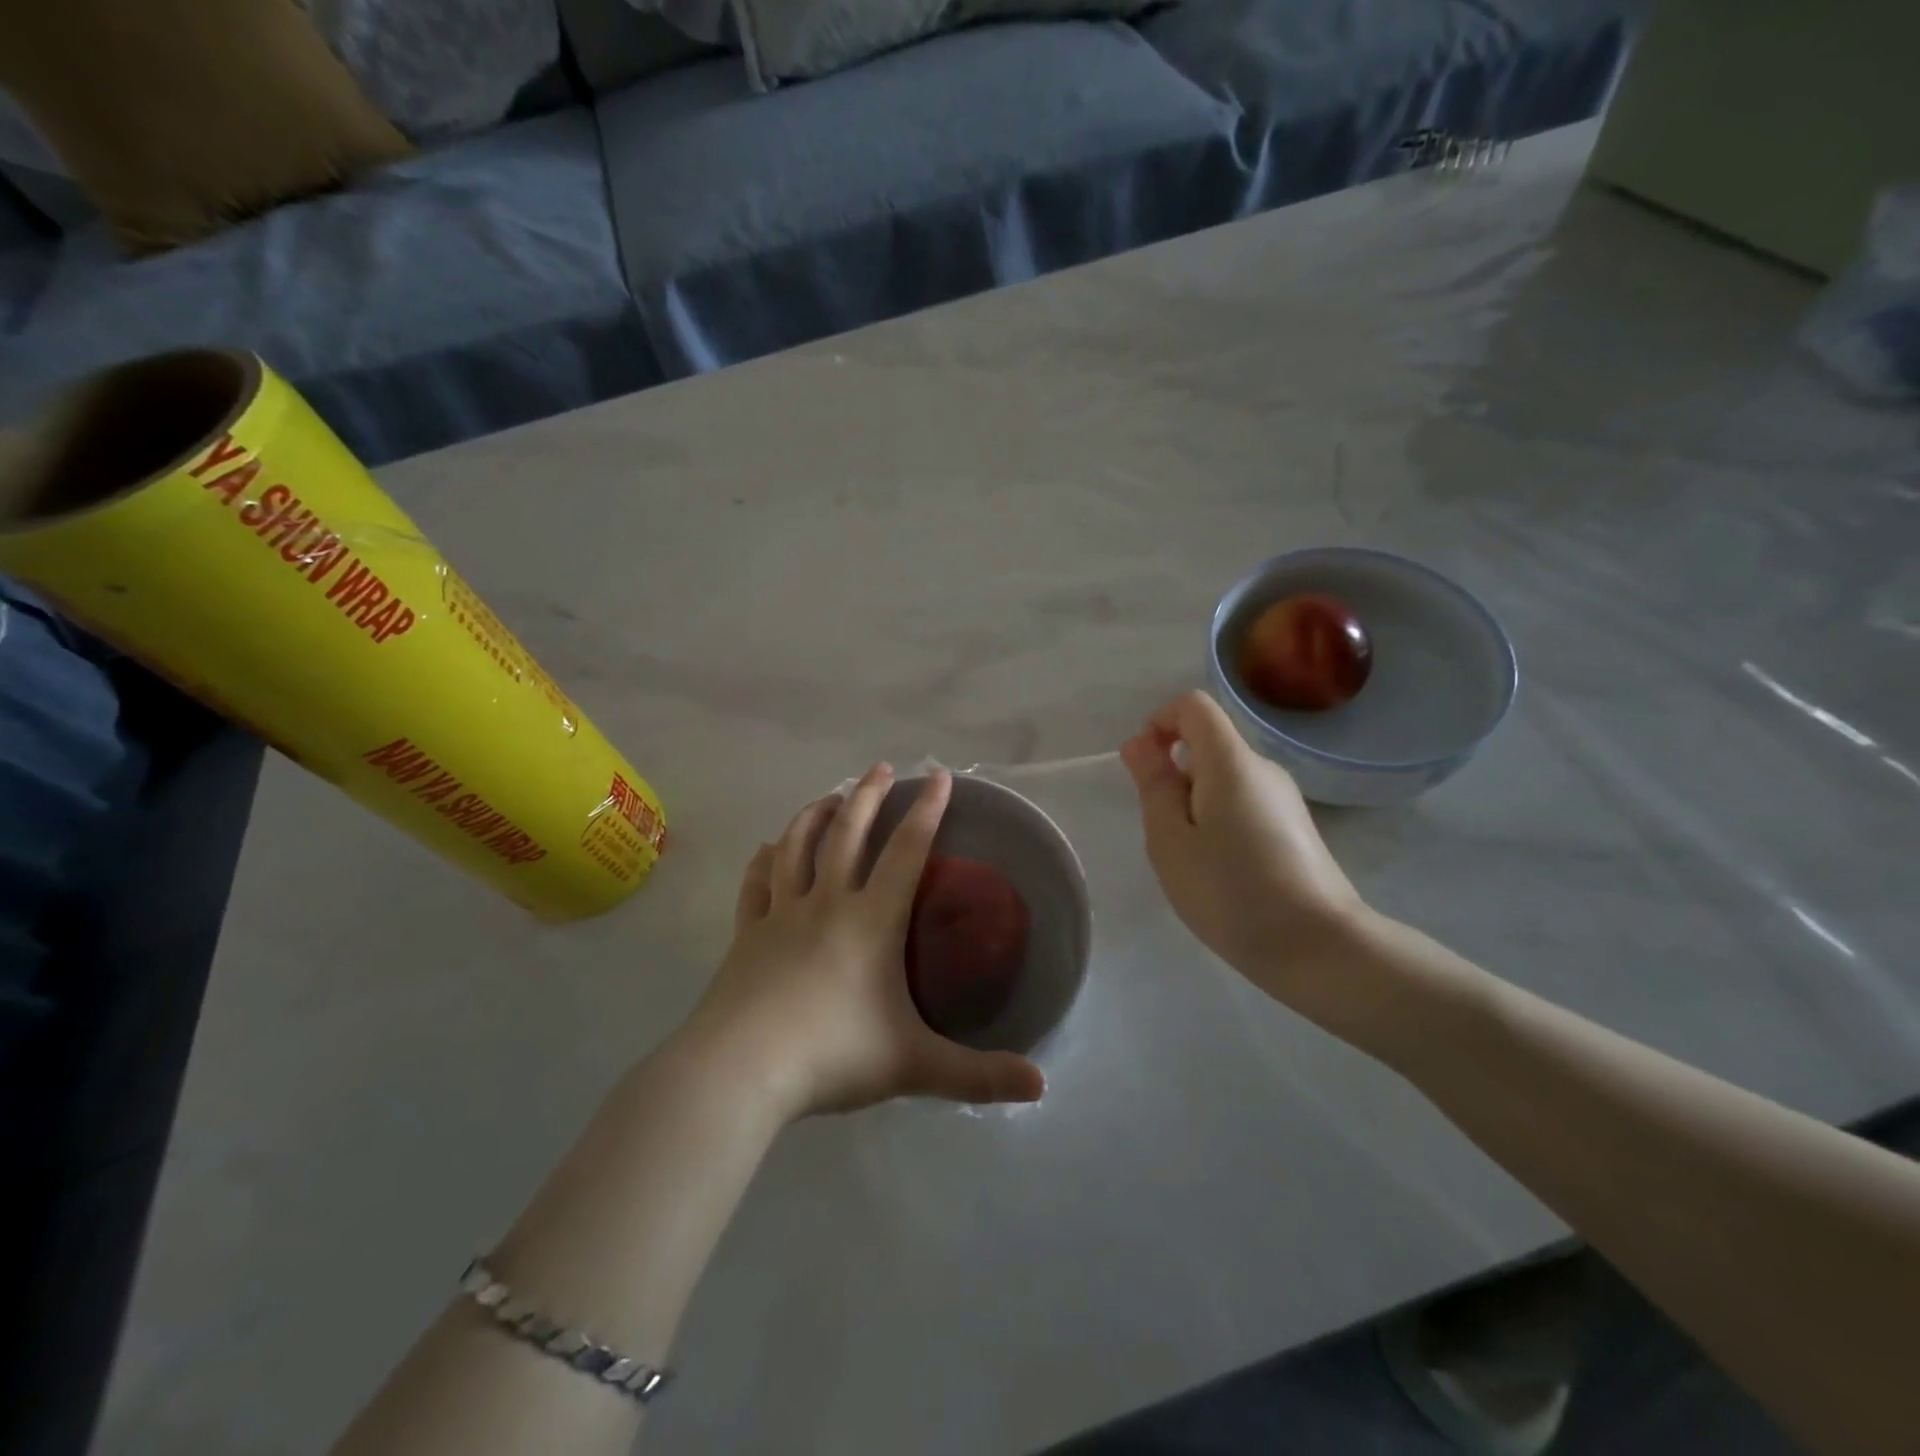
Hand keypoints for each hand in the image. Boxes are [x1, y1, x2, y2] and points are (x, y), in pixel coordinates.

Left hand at [685, 765, 1045, 1120]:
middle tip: (881, 767)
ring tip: (831, 795)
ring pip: (798, 846)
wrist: (740, 1069)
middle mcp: (827, 903)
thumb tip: (1041, 1087)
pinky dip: (765, 860)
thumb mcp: (914, 1067)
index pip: (906, 851)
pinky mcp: (747, 934)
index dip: (926, 810)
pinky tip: (769, 849)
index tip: (938, 776)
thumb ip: (978, 1075)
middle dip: (868, 795)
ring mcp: (781, 914)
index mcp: (871, 921)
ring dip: (816, 814)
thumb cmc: (832, 1056)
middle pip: (848, 833)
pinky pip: (756, 884)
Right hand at [1120, 691, 1370, 1011]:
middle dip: (1174, 776)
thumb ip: (1153, 786)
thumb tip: (1140, 744)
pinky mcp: (1295, 828)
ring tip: (1195, 862)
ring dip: (1194, 805)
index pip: (1193, 706)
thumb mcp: (1171, 841)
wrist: (1318, 948)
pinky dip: (1220, 823)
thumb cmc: (1231, 891)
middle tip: (1167, 835)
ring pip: (1224, 780)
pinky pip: (1244, 804)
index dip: (1159, 722)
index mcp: (1231, 762)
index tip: (1145, 769)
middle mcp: (1263, 768)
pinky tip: (1223, 873)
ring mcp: (1284, 799)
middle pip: (1208, 744)